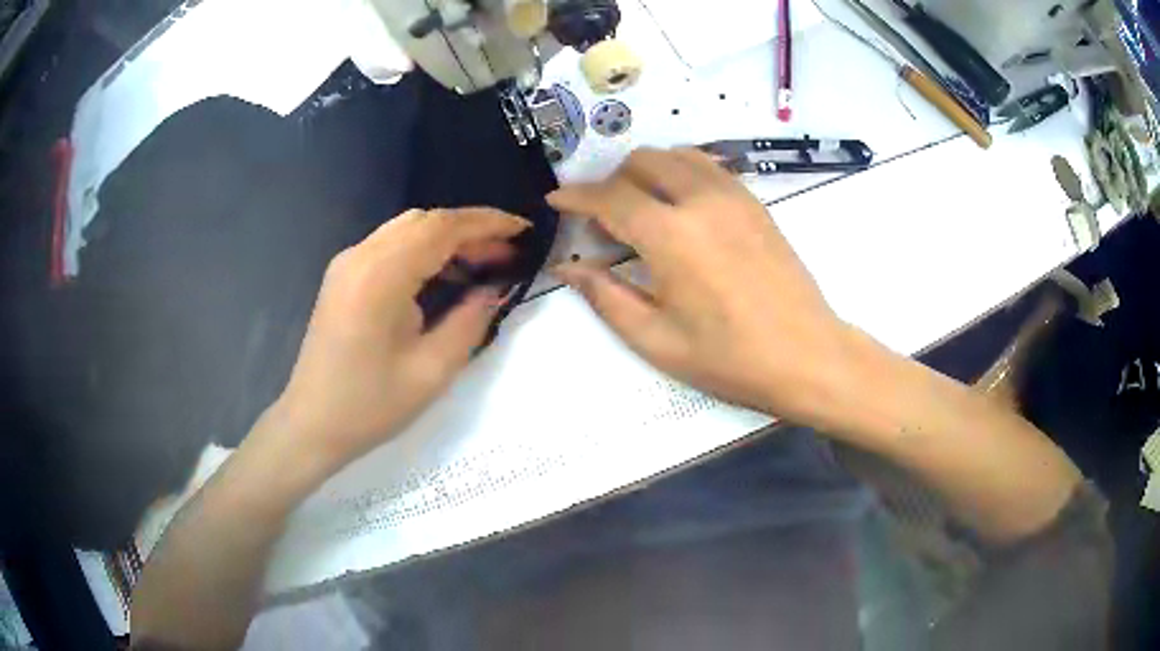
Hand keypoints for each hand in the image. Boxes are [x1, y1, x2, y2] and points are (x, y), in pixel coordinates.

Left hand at [267, 208, 528, 468]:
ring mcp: (347, 263)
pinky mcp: (344, 275)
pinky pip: (391, 246)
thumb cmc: (370, 405)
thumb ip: (470, 321)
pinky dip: (424, 250)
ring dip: (447, 238)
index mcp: (380, 276)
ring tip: (483, 263)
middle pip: (424, 220)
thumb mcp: (432, 371)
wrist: (312, 423)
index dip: (487, 223)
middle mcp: (361, 256)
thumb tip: (496, 289)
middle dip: (470, 229)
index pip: (441, 227)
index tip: (524, 230)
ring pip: (407, 229)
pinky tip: (443, 275)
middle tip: (507, 254)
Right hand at [549, 148, 856, 423]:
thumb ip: (606, 297)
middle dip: (612, 181)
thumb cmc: (729, 358)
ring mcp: (734, 196)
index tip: (556, 201)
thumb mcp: (656, 339)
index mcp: (670, 235)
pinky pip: (708, 166)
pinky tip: (681, 207)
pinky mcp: (755, 202)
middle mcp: (700, 200)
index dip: (576, 196)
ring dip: (648, 172)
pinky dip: (682, 173)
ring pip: (676, 155)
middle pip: (642, 161)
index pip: (609, 196)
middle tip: (604, 218)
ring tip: (642, 209)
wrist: (806, 355)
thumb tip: (568, 268)